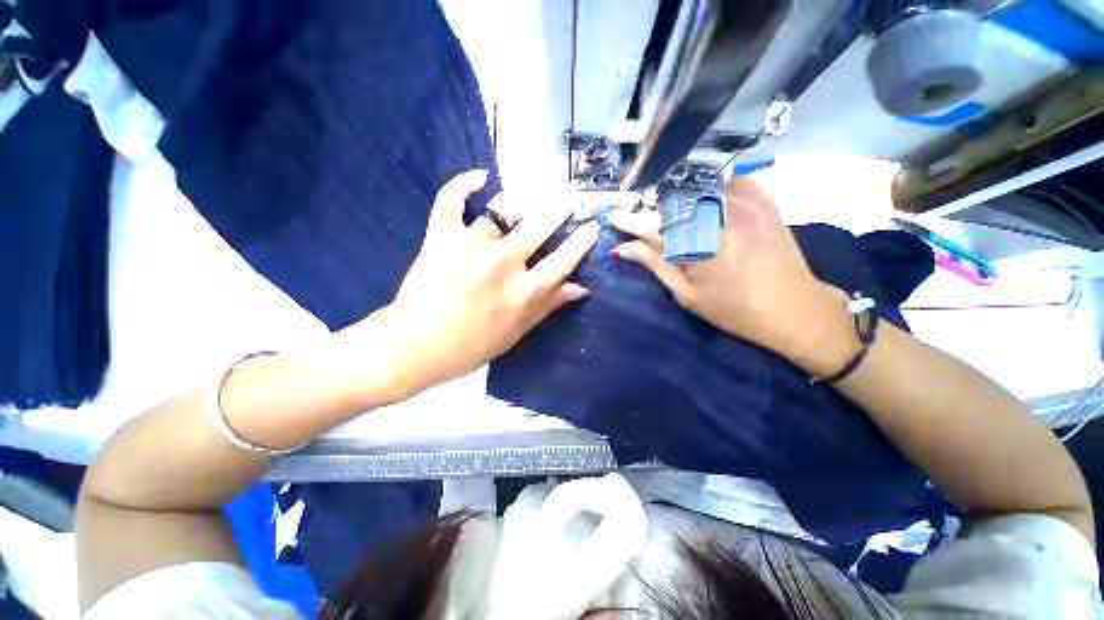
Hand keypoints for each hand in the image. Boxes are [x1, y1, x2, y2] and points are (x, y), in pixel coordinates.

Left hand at [369, 170, 599, 395]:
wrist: (415, 347)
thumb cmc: (470, 347)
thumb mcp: (517, 332)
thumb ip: (549, 306)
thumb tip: (581, 288)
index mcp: (524, 292)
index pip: (563, 260)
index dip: (582, 241)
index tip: (591, 225)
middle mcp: (503, 264)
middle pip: (540, 225)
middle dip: (560, 206)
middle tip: (569, 196)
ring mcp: (471, 246)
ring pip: (503, 208)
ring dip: (522, 197)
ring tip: (532, 192)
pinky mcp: (441, 237)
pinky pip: (452, 200)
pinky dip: (463, 183)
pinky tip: (479, 176)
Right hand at [608, 176, 852, 370]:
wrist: (795, 309)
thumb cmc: (734, 310)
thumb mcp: (688, 294)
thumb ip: (656, 265)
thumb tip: (624, 249)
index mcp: (698, 247)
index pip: (653, 227)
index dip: (630, 221)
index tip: (614, 217)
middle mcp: (720, 218)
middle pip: (673, 202)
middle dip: (652, 209)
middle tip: (643, 219)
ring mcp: (745, 205)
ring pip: (698, 187)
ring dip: (678, 197)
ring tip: (672, 213)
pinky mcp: (765, 201)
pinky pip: (729, 180)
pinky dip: (711, 187)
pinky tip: (707, 202)